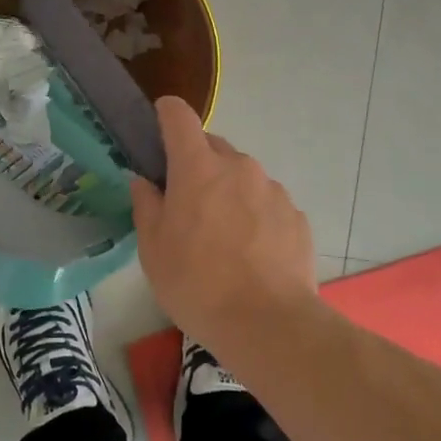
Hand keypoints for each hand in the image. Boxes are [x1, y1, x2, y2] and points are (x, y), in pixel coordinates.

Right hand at [130, 97, 318, 353]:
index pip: (179, 115)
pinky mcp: (296, 214)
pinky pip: (267, 202)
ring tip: (223, 237)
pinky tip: (252, 254)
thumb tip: (144, 181)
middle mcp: (238, 165)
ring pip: (242, 175)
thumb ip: (146, 205)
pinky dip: (256, 215)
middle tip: (186, 203)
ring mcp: (272, 188)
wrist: (269, 325)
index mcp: (198, 166)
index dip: (166, 114)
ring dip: (228, 191)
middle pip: (212, 146)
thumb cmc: (197, 284)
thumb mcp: (153, 250)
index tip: (158, 128)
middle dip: (197, 163)